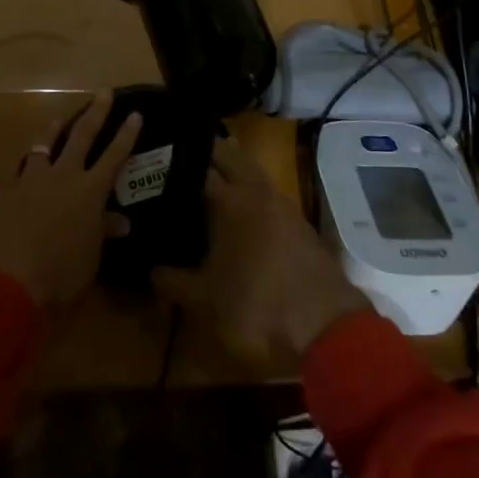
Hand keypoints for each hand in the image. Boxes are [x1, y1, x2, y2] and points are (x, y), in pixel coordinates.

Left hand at [0, 91, 139, 306]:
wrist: (7, 278)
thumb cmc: (60, 273)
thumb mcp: (90, 257)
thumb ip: (103, 232)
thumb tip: (121, 221)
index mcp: (90, 191)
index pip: (114, 156)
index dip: (126, 135)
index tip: (135, 113)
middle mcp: (63, 175)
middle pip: (82, 135)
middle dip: (95, 112)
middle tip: (103, 92)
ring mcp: (32, 179)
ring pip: (45, 143)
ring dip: (55, 127)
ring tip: (60, 117)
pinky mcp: (6, 189)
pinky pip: (18, 167)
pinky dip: (25, 162)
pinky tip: (24, 160)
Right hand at [150, 137, 369, 361]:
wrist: (325, 327)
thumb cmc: (257, 308)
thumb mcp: (206, 302)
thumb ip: (174, 282)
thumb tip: (153, 270)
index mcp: (229, 200)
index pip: (196, 165)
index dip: (173, 162)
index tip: (153, 162)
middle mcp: (255, 190)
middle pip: (228, 154)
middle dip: (204, 150)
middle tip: (177, 159)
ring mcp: (281, 202)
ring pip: (250, 169)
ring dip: (230, 167)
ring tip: (203, 179)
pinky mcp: (297, 220)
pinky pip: (265, 190)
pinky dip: (248, 189)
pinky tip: (236, 210)